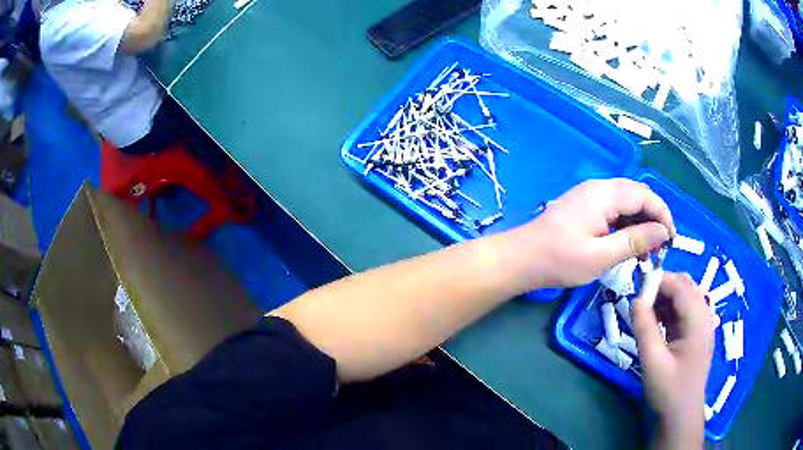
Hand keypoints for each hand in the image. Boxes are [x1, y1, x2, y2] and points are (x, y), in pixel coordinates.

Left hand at [501, 179, 675, 290]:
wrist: (521, 259)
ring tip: (646, 251)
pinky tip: (628, 245)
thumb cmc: (560, 260)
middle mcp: (599, 188)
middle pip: (637, 195)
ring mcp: (589, 196)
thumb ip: (634, 241)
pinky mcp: (584, 207)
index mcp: (604, 194)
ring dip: (640, 223)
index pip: (645, 195)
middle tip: (659, 247)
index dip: (663, 214)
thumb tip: (663, 232)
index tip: (672, 239)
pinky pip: (613, 210)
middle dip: (653, 219)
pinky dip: (625, 225)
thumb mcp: (602, 256)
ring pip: (626, 203)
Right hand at [632, 272, 713, 448]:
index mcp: (698, 320)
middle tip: (640, 300)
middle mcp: (704, 316)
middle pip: (685, 286)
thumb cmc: (668, 391)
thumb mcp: (653, 361)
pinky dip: (669, 310)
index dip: (659, 281)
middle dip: (663, 287)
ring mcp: (701, 325)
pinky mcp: (695, 334)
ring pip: (684, 297)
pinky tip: (656, 323)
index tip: (636, 287)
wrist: (680, 416)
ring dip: (665, 298)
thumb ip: (645, 328)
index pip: (680, 286)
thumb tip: (635, 299)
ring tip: (645, 312)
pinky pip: (683, 311)